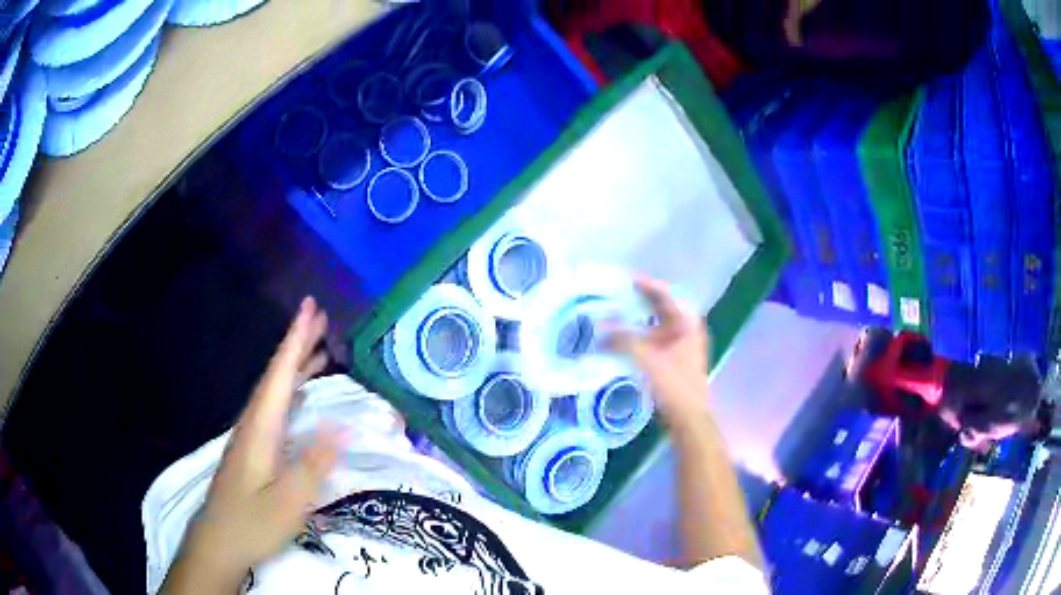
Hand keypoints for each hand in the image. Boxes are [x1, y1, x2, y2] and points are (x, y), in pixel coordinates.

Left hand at [162, 297, 339, 593]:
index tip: (312, 308)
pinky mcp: (253, 449)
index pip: (279, 375)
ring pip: (275, 390)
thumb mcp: (288, 502)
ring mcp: (251, 436)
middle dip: (297, 344)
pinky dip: (291, 391)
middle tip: (321, 318)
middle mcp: (253, 423)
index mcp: (260, 428)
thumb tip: (341, 425)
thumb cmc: (252, 523)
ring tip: (320, 350)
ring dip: (295, 366)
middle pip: (276, 375)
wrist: (219, 541)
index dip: (296, 340)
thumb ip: (313, 464)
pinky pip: (275, 407)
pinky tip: (301, 397)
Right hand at [610, 277, 711, 426]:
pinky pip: (656, 336)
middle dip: (641, 299)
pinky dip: (641, 333)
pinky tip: (625, 336)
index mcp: (687, 323)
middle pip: (663, 306)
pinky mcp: (674, 357)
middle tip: (618, 293)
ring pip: (658, 322)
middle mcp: (687, 329)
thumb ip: (624, 341)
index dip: (646, 285)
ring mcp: (682, 343)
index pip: (666, 294)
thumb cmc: (675, 386)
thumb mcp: (648, 361)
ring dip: (639, 317)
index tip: (625, 279)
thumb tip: (600, 326)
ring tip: (618, 311)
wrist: (689, 417)